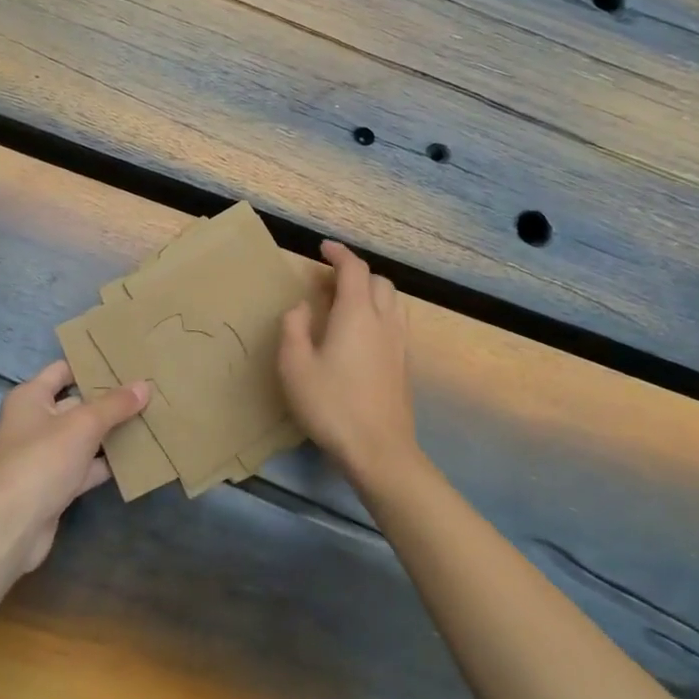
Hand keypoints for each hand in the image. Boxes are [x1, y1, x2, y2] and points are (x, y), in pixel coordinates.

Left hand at [0, 360, 148, 573]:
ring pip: (83, 436)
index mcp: (31, 397)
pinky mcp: (55, 484)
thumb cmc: (43, 459)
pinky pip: (86, 465)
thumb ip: (115, 404)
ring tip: (149, 418)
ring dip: (111, 432)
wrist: (13, 525)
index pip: (63, 370)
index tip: (125, 360)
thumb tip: (145, 385)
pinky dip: (106, 462)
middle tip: (146, 389)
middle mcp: (34, 422)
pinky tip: (137, 456)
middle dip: (109, 400)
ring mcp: (44, 455)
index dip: (91, 365)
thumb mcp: (83, 424)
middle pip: (77, 403)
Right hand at [278, 241, 418, 486]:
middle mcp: (383, 320)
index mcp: (356, 313)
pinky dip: (379, 313)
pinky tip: (362, 335)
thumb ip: (294, 328)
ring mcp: (399, 343)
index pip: (354, 268)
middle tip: (329, 282)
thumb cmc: (331, 405)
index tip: (323, 248)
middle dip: (355, 272)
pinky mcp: (405, 364)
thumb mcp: (295, 366)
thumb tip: (302, 307)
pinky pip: (395, 322)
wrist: (379, 450)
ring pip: (392, 301)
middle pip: (378, 281)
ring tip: (346, 305)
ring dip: (371, 292)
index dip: (339, 254)